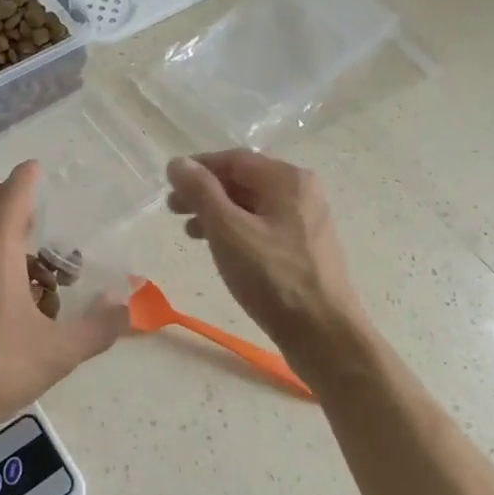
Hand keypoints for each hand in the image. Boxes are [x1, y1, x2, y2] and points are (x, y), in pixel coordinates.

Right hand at [165, 150, 367, 363]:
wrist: (324, 334)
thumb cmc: (273, 278)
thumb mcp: (228, 231)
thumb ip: (201, 192)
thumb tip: (178, 163)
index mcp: (288, 179)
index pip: (235, 159)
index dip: (199, 167)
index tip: (169, 182)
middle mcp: (302, 193)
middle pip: (244, 180)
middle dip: (206, 192)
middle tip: (173, 209)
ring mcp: (306, 222)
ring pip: (253, 206)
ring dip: (218, 213)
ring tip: (190, 232)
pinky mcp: (305, 250)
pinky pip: (263, 228)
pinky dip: (236, 231)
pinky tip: (220, 250)